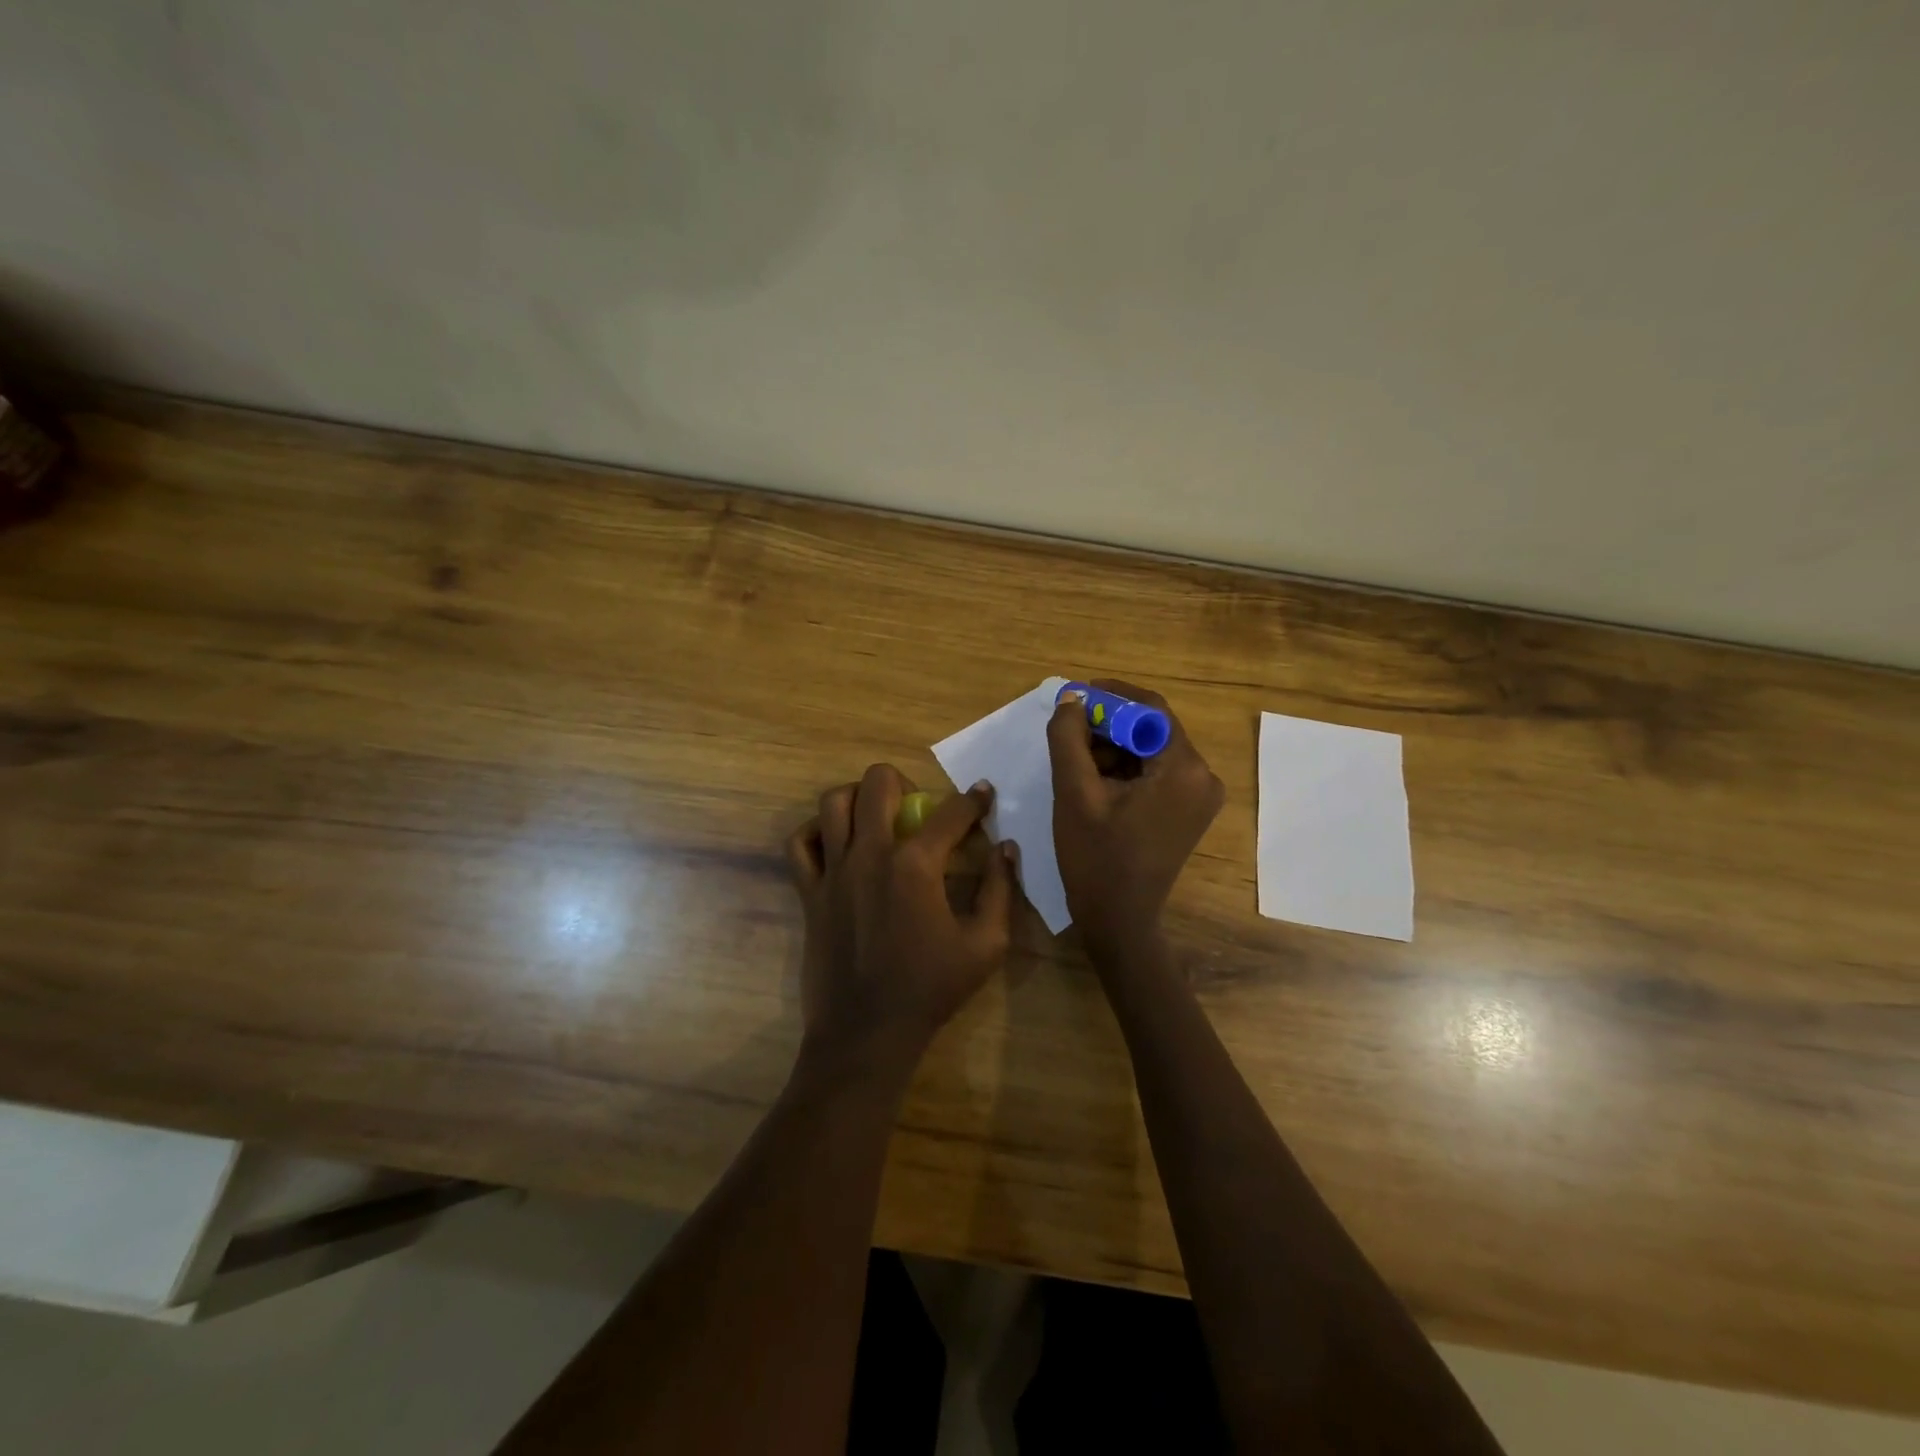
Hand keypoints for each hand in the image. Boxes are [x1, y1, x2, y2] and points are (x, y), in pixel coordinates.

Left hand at [786, 764, 1015, 1068]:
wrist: (866, 1033)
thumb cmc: (930, 989)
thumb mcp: (985, 945)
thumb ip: (1000, 890)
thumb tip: (1006, 849)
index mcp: (916, 866)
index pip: (951, 813)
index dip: (973, 799)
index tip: (983, 793)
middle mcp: (870, 855)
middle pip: (878, 783)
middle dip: (904, 781)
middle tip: (916, 806)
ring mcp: (834, 872)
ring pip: (833, 802)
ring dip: (857, 797)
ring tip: (873, 815)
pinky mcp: (810, 893)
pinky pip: (800, 844)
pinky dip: (815, 831)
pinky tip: (836, 844)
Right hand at [1047, 679, 1224, 955]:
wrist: (1119, 920)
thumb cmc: (1096, 858)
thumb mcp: (1074, 793)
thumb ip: (1069, 738)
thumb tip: (1072, 697)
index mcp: (1184, 769)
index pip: (1150, 709)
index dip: (1110, 696)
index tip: (1074, 698)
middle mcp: (1203, 776)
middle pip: (1152, 729)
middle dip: (1108, 725)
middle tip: (1068, 731)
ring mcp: (1199, 795)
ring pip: (1151, 750)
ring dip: (1113, 748)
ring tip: (1076, 762)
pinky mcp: (1188, 810)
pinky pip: (1156, 772)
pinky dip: (1125, 769)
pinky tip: (1095, 782)